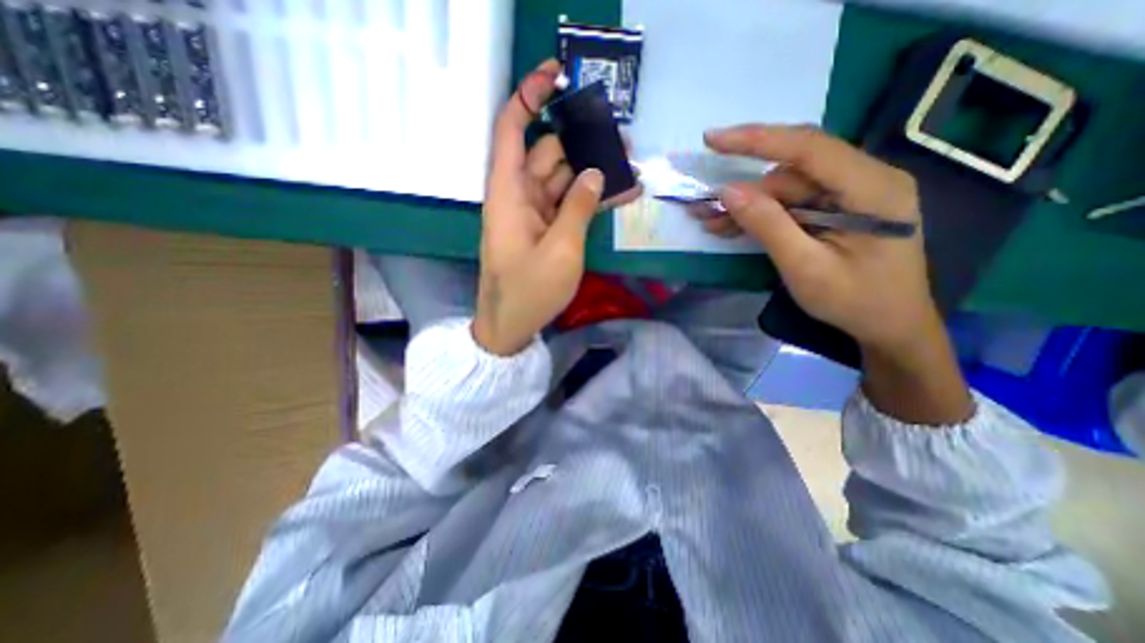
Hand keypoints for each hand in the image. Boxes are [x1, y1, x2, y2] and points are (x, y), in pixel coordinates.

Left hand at [469, 59, 638, 357]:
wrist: (510, 327)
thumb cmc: (529, 291)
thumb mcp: (560, 250)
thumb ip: (579, 208)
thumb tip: (596, 174)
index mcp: (509, 193)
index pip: (512, 128)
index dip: (531, 96)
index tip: (559, 75)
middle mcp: (518, 196)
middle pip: (549, 154)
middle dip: (584, 143)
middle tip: (624, 142)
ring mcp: (533, 214)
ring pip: (563, 180)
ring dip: (594, 172)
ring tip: (631, 168)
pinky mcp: (544, 230)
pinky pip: (567, 205)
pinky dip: (590, 199)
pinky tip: (621, 194)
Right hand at [703, 122, 967, 426]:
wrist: (891, 328)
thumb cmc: (856, 302)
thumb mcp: (805, 267)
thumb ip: (768, 225)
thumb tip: (728, 191)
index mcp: (872, 188)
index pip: (807, 147)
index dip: (757, 139)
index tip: (713, 139)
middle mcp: (865, 180)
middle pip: (792, 172)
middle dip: (744, 190)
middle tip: (702, 207)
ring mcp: (851, 195)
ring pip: (787, 189)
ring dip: (747, 206)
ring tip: (710, 222)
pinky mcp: (838, 210)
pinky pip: (793, 205)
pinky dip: (761, 216)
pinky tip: (732, 226)